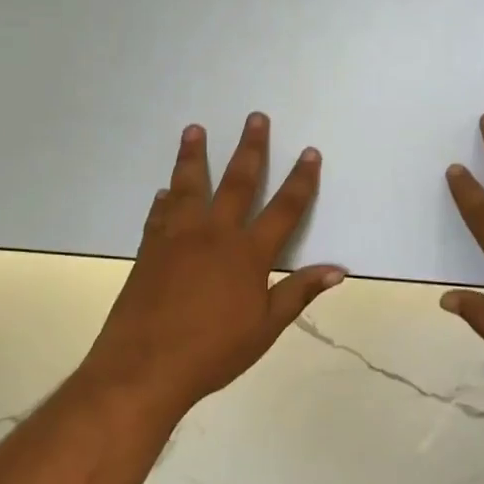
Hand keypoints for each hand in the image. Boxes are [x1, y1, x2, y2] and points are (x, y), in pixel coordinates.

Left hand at [80, 114, 345, 416]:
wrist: (145, 366)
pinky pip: (159, 214)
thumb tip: (338, 269)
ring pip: (189, 186)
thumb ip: (298, 292)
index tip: (310, 152)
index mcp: (248, 254)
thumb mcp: (265, 327)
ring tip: (194, 130)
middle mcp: (214, 234)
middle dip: (250, 149)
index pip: (284, 209)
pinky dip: (165, 200)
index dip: (301, 180)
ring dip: (194, 156)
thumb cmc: (213, 352)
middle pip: (237, 182)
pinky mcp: (149, 249)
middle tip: (255, 117)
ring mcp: (177, 238)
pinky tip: (165, 191)